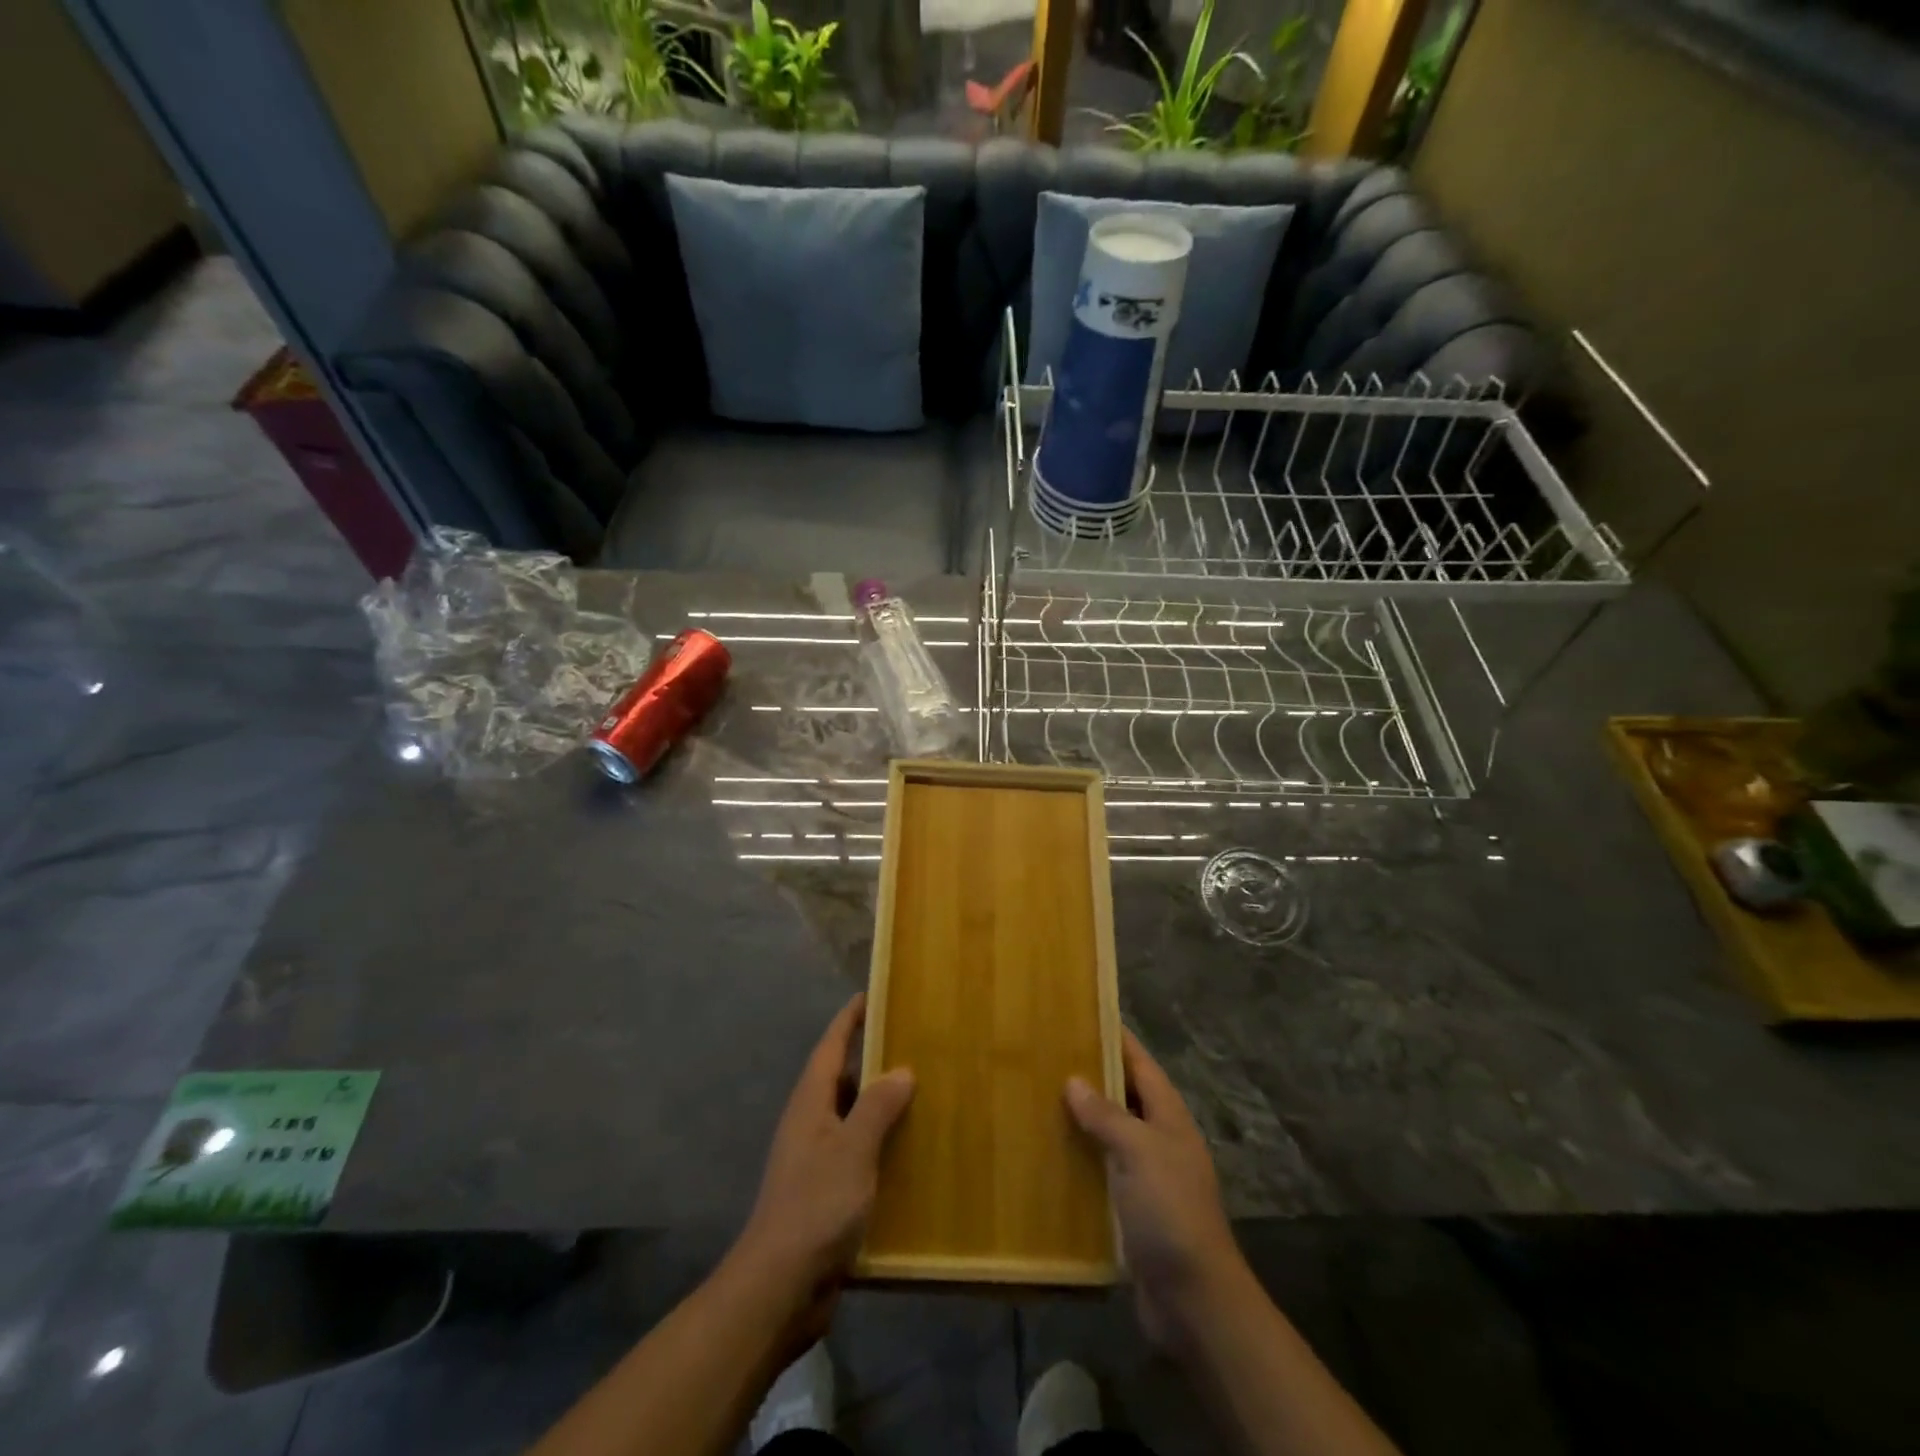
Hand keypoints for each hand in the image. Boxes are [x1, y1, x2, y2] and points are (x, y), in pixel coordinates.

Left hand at [731, 995, 914, 1320]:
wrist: (779, 1287)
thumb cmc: (815, 1206)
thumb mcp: (852, 1149)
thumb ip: (877, 1107)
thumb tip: (901, 1070)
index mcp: (810, 1104)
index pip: (830, 1047)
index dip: (849, 1019)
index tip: (871, 995)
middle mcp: (810, 1124)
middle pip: (841, 1078)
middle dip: (871, 1058)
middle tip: (912, 1043)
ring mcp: (816, 1161)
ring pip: (851, 1118)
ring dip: (879, 1103)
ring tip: (921, 1092)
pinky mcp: (825, 1194)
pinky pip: (857, 1154)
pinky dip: (880, 1144)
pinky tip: (910, 1152)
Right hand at [1066, 1029, 1246, 1351]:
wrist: (1194, 1299)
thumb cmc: (1170, 1211)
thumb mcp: (1138, 1152)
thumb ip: (1106, 1114)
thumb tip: (1073, 1080)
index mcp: (1169, 1117)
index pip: (1141, 1064)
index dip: (1116, 1038)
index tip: (1083, 1015)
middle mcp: (1160, 1139)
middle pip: (1124, 1096)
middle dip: (1091, 1075)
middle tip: (1047, 1055)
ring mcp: (1147, 1176)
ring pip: (1110, 1133)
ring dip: (1081, 1118)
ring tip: (1038, 1097)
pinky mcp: (1132, 1209)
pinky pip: (1101, 1170)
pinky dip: (1079, 1158)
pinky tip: (1048, 1154)